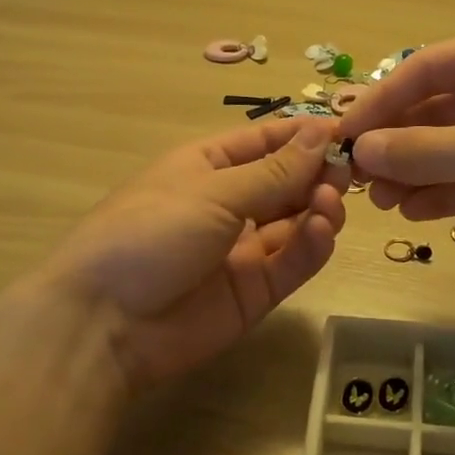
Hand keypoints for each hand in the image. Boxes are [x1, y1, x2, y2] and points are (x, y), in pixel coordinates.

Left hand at [36, 117, 348, 389]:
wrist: (105, 323)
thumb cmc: (151, 232)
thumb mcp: (213, 192)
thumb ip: (274, 171)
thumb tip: (318, 131)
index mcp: (209, 166)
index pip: (266, 141)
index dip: (305, 135)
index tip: (349, 132)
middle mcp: (229, 203)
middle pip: (288, 182)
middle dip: (319, 173)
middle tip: (347, 173)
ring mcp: (244, 249)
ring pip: (296, 221)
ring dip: (319, 208)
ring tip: (329, 205)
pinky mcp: (256, 291)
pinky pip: (293, 261)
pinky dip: (313, 245)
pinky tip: (323, 231)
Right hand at [336, 29, 454, 284]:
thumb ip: (420, 150)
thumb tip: (359, 151)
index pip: (423, 69)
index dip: (379, 101)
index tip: (343, 136)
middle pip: (430, 111)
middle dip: (394, 143)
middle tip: (356, 178)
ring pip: (445, 151)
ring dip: (411, 173)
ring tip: (381, 202)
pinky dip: (438, 195)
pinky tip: (412, 212)